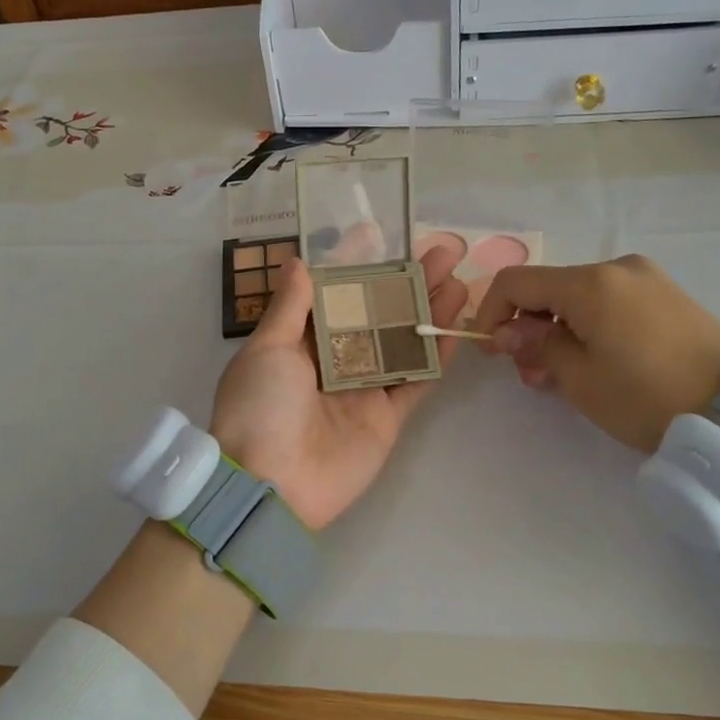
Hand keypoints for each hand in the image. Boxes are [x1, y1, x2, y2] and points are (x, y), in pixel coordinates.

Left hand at [209, 247, 468, 528]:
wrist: (271, 485)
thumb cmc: (260, 407)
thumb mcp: (266, 349)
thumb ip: (290, 306)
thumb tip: (298, 261)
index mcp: (298, 342)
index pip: (334, 294)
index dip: (357, 264)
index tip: (381, 234)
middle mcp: (333, 362)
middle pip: (377, 313)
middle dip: (407, 281)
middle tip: (442, 250)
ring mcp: (363, 390)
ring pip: (403, 342)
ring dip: (428, 312)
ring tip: (458, 278)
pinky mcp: (387, 418)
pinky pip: (416, 382)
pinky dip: (437, 358)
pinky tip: (457, 327)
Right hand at [474, 256, 719, 452]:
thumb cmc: (645, 396)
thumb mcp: (578, 378)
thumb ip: (535, 345)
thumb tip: (507, 331)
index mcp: (590, 283)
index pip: (516, 282)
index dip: (491, 312)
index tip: (490, 350)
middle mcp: (617, 269)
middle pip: (549, 288)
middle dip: (527, 327)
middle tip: (528, 374)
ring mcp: (647, 280)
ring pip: (578, 298)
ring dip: (556, 330)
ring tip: (558, 375)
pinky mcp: (667, 297)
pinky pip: (609, 303)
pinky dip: (588, 327)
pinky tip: (593, 362)